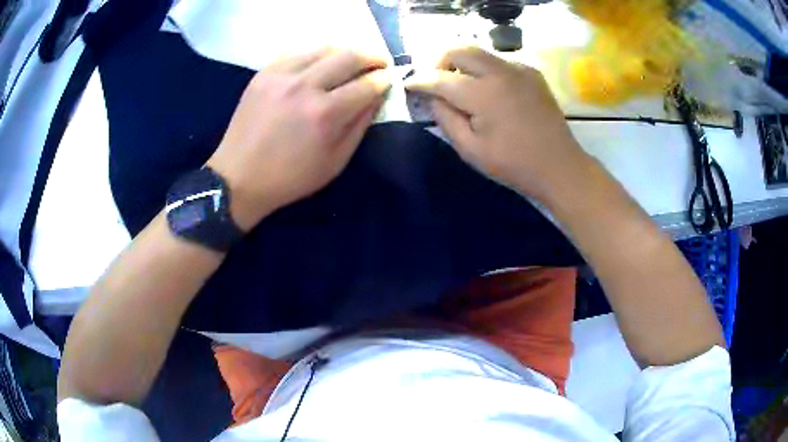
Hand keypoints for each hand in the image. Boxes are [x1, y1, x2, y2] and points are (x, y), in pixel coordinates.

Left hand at [207, 48, 390, 230]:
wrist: (239, 177)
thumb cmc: (290, 178)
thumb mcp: (335, 161)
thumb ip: (360, 125)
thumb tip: (377, 96)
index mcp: (325, 114)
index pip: (367, 84)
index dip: (384, 79)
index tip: (389, 78)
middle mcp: (304, 86)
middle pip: (349, 56)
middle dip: (372, 56)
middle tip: (379, 62)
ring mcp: (281, 75)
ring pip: (324, 47)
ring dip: (345, 51)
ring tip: (351, 61)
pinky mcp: (264, 73)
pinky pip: (297, 51)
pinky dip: (315, 54)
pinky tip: (320, 63)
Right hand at [405, 47, 589, 201]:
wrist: (559, 165)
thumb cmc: (513, 164)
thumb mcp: (470, 149)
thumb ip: (445, 118)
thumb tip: (432, 97)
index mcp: (483, 94)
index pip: (440, 78)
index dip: (420, 80)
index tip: (409, 84)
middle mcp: (500, 72)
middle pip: (459, 50)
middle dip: (439, 60)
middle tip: (435, 79)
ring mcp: (519, 69)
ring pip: (479, 51)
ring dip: (462, 62)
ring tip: (459, 83)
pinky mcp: (532, 72)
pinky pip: (499, 61)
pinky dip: (485, 68)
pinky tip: (488, 89)